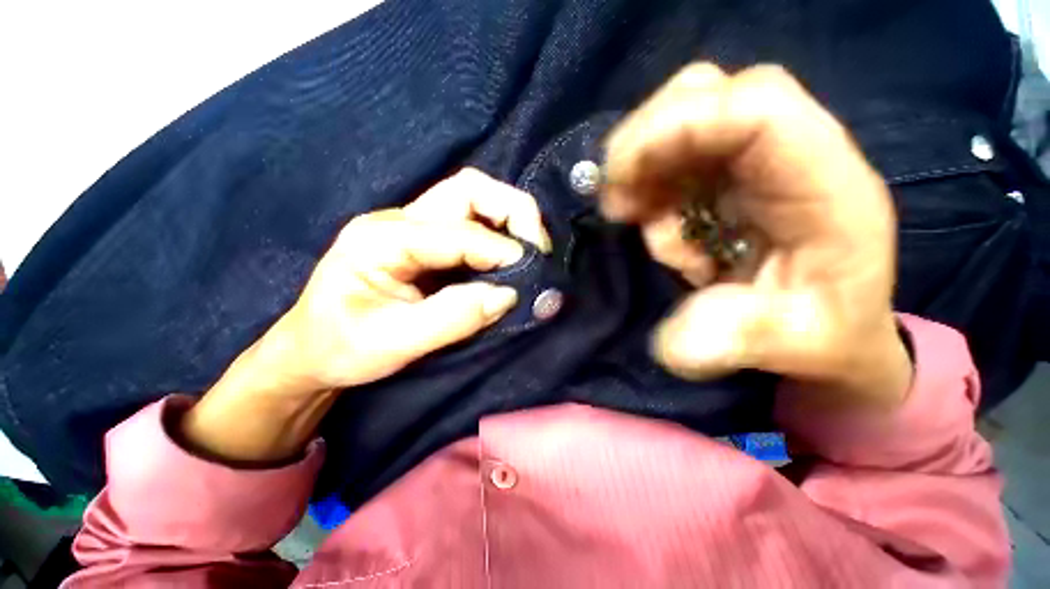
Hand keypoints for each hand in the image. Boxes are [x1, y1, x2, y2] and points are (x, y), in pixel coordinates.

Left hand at [268, 168, 552, 393]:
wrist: (313, 348)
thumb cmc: (341, 348)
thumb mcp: (394, 343)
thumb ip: (454, 318)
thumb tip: (507, 295)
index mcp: (381, 239)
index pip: (458, 231)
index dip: (500, 250)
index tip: (530, 274)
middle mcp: (399, 220)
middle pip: (468, 189)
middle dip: (513, 211)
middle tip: (537, 249)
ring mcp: (413, 225)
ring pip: (474, 200)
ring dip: (509, 219)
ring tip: (529, 252)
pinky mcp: (426, 240)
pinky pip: (472, 223)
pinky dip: (499, 234)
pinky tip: (510, 258)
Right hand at [602, 64, 911, 407]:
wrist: (834, 328)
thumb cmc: (829, 335)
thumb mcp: (800, 348)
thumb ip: (742, 340)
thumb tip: (674, 345)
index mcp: (827, 186)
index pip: (758, 108)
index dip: (677, 125)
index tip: (619, 175)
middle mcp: (791, 157)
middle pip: (710, 95)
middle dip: (647, 142)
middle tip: (617, 198)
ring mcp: (754, 164)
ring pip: (681, 126)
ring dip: (643, 174)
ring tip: (642, 227)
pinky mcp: (727, 180)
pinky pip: (671, 162)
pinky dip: (648, 192)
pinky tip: (659, 233)